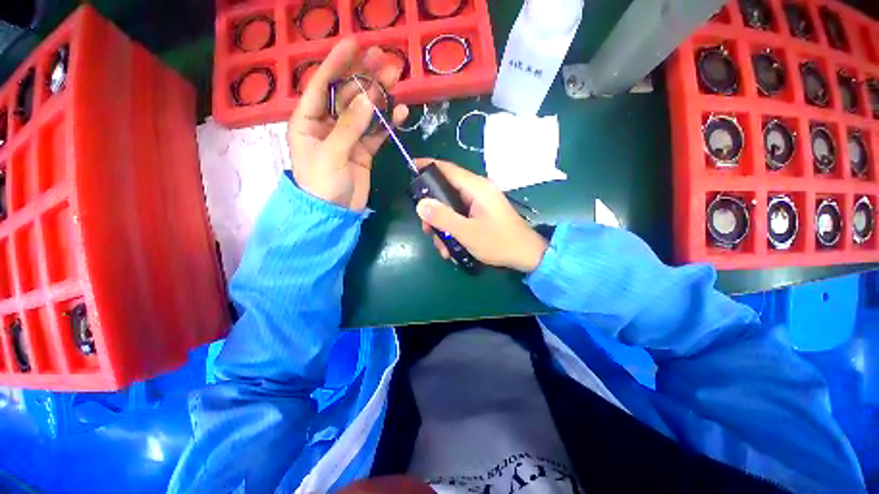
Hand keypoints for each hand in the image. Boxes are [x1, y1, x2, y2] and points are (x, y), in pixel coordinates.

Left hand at [288, 38, 407, 209]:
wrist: (335, 214)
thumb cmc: (322, 183)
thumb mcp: (331, 152)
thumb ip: (350, 126)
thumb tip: (369, 98)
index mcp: (308, 120)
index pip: (322, 85)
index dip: (337, 63)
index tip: (355, 43)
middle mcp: (327, 124)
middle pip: (347, 95)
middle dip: (364, 77)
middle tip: (385, 59)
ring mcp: (348, 138)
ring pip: (365, 112)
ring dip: (380, 97)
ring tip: (396, 79)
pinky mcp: (364, 151)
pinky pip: (377, 133)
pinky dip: (387, 123)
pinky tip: (400, 112)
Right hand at [415, 159, 548, 272]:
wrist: (526, 255)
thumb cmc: (499, 242)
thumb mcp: (467, 233)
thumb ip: (443, 218)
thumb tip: (420, 204)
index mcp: (476, 188)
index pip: (447, 169)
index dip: (427, 167)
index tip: (410, 169)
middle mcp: (477, 190)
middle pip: (445, 192)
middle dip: (434, 212)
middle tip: (427, 230)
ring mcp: (479, 202)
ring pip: (451, 207)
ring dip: (443, 227)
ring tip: (444, 248)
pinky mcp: (481, 213)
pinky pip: (460, 216)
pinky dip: (453, 230)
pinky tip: (453, 248)